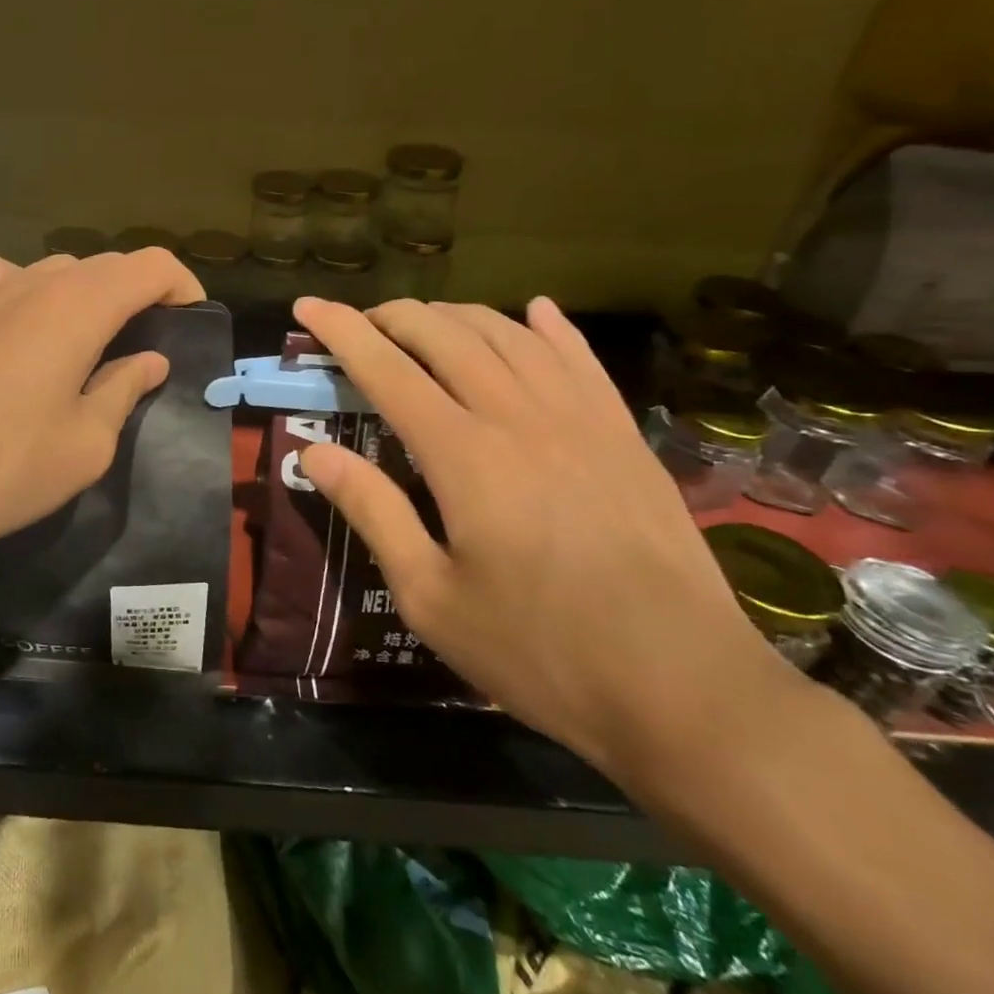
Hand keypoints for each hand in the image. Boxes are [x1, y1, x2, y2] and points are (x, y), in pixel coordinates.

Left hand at [0, 250, 205, 553]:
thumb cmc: (5, 466)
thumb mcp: (87, 442)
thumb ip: (123, 390)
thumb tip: (149, 359)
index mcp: (78, 305)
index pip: (150, 266)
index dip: (182, 287)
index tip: (192, 324)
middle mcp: (35, 281)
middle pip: (106, 266)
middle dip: (140, 294)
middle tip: (150, 345)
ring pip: (58, 271)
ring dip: (89, 296)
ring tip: (95, 343)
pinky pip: (11, 281)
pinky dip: (37, 295)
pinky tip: (31, 330)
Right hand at [293, 295, 792, 786]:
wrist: (687, 688)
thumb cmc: (539, 650)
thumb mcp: (430, 597)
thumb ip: (372, 511)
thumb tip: (313, 452)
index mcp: (463, 454)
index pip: (386, 368)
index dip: (340, 330)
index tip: (307, 305)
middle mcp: (518, 416)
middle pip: (444, 335)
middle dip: (392, 316)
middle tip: (360, 323)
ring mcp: (581, 418)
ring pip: (507, 334)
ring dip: (455, 315)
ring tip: (423, 322)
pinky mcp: (625, 434)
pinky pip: (580, 357)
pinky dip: (547, 326)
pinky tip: (533, 311)